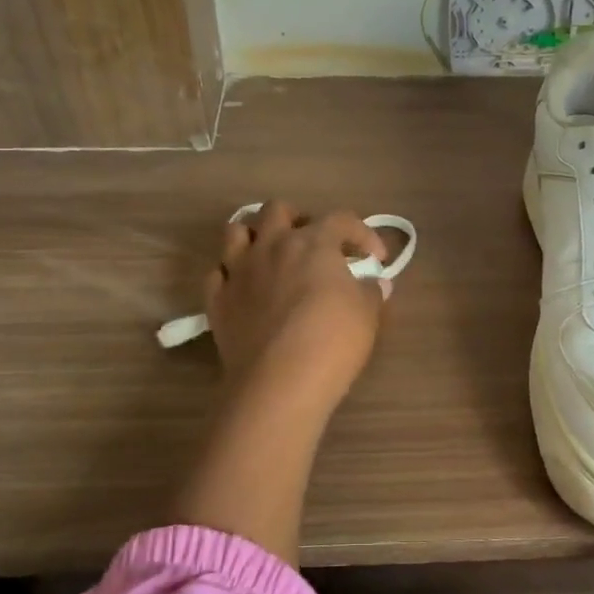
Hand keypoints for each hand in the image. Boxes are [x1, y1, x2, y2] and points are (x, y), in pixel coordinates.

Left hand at [205, 200, 390, 417]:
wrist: (278, 383)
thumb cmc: (331, 341)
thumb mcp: (366, 316)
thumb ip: (371, 292)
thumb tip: (375, 283)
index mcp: (312, 242)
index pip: (341, 219)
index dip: (362, 233)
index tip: (376, 259)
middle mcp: (271, 246)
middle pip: (277, 210)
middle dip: (298, 219)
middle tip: (313, 244)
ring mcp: (239, 271)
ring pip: (236, 231)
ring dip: (256, 236)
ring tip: (272, 256)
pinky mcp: (217, 300)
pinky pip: (218, 273)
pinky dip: (231, 275)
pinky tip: (246, 289)